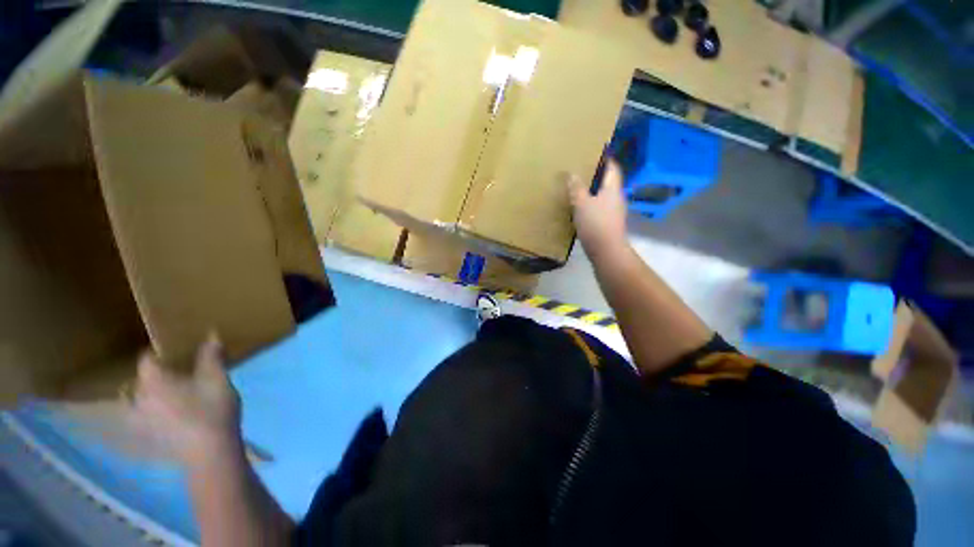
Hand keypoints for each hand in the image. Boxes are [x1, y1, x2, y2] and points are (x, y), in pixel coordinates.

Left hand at [132, 334, 242, 465]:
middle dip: (153, 375)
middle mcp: (137, 397)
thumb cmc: (212, 409)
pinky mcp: (145, 437)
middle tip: (175, 374)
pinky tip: (165, 417)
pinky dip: (149, 414)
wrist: (209, 452)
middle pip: (139, 380)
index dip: (160, 353)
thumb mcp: (217, 379)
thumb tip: (210, 336)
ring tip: (166, 396)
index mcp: (152, 380)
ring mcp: (138, 420)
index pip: (147, 358)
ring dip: (147, 396)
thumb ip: (211, 357)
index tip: (176, 352)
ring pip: (135, 401)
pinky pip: (140, 419)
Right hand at [567, 158, 628, 260]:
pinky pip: (600, 208)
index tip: (597, 151)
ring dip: (593, 190)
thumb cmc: (596, 224)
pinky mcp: (608, 224)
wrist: (606, 251)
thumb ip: (577, 188)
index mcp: (612, 189)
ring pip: (603, 196)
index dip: (607, 159)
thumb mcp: (582, 203)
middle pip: (609, 182)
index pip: (613, 168)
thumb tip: (572, 173)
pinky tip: (580, 207)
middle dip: (598, 174)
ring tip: (578, 187)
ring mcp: (613, 212)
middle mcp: (616, 198)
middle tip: (582, 169)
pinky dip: (591, 204)